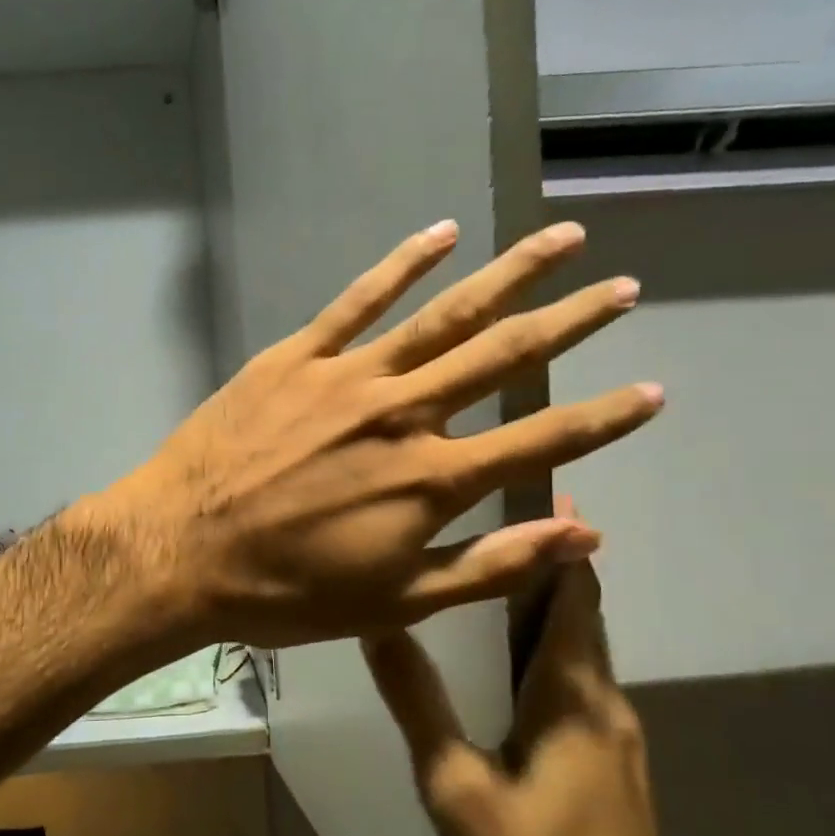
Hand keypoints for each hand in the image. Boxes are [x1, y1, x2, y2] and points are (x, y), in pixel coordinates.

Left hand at [106, 220, 660, 646]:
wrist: (181, 550)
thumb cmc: (285, 591)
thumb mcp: (394, 602)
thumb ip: (491, 566)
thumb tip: (584, 536)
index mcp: (432, 480)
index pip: (542, 439)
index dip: (605, 417)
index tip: (652, 390)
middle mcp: (403, 414)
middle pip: (505, 356)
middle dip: (572, 321)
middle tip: (623, 288)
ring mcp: (348, 377)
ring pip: (445, 313)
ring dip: (509, 274)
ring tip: (562, 239)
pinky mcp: (296, 357)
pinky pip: (358, 300)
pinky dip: (403, 263)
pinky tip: (443, 233)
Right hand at [363, 498, 676, 835]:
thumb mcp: (455, 787)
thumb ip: (418, 702)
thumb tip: (379, 624)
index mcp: (574, 696)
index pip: (576, 596)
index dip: (563, 544)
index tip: (542, 493)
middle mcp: (607, 704)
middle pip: (583, 616)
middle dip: (550, 566)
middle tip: (498, 524)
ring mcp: (619, 740)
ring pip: (583, 652)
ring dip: (549, 609)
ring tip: (492, 581)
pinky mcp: (617, 771)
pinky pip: (583, 686)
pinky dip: (553, 652)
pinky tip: (511, 666)